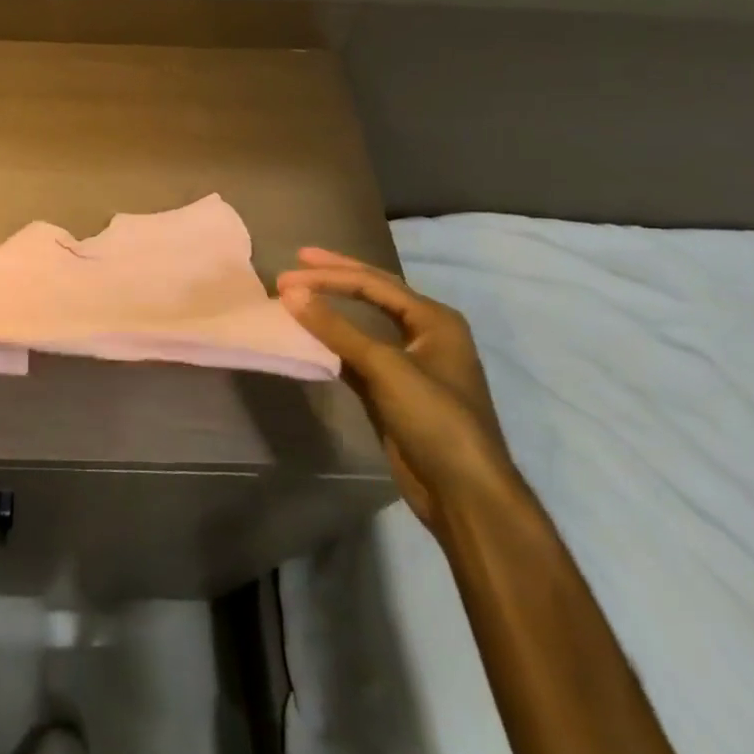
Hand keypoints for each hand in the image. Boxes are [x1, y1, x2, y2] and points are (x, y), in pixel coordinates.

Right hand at [279, 248, 517, 527]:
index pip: (374, 283)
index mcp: (434, 319)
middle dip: (335, 277)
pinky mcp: (392, 391)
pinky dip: (331, 343)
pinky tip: (310, 336)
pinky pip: (356, 354)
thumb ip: (336, 328)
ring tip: (298, 294)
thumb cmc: (435, 418)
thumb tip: (291, 293)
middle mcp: (424, 334)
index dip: (329, 275)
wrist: (464, 493)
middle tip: (297, 261)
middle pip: (373, 294)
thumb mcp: (386, 367)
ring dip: (331, 309)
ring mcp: (408, 364)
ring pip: (363, 324)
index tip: (289, 273)